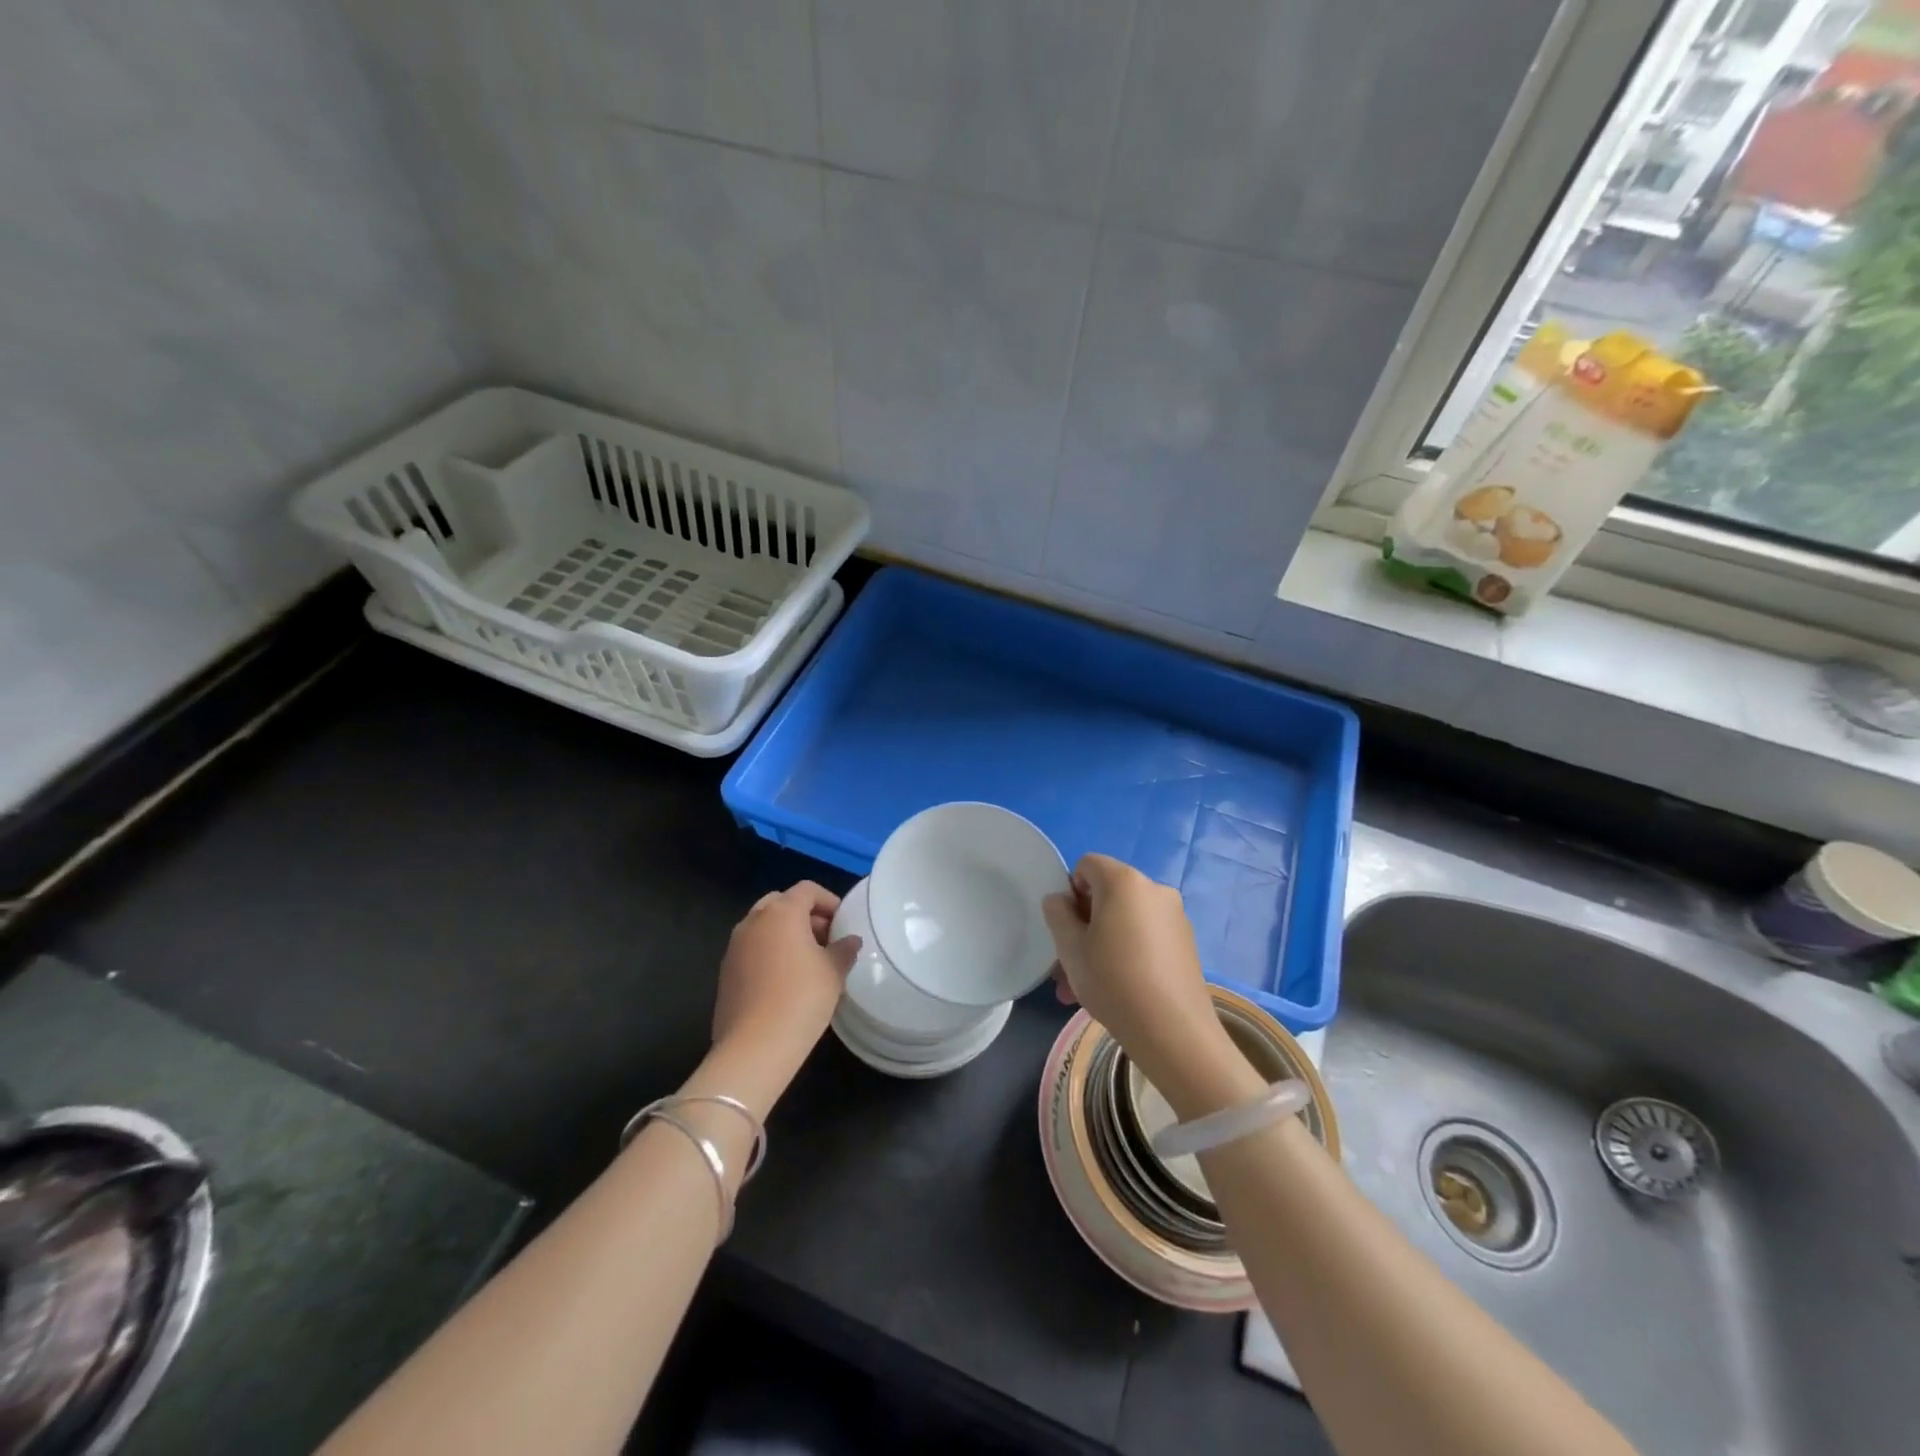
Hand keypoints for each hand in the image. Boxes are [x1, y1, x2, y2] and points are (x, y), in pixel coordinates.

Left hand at [711, 882, 859, 1089]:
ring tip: (807, 961)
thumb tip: (851, 941)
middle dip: (804, 915)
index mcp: (782, 912)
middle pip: (781, 902)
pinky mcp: (725, 971)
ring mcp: (734, 946)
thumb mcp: (834, 972)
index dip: (828, 901)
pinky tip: (785, 980)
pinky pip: (751, 949)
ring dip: (785, 933)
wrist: (754, 1046)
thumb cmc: (802, 998)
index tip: (842, 923)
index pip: (807, 889)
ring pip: (763, 926)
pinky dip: (769, 952)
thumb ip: (844, 950)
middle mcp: (753, 921)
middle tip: (825, 939)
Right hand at [1042, 855, 1227, 1092]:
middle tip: (1067, 967)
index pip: (1087, 865)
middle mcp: (1154, 889)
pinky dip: (1126, 953)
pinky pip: (1145, 937)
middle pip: (1107, 895)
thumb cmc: (1113, 981)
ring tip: (1083, 990)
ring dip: (1100, 946)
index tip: (1066, 929)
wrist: (1173, 1031)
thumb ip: (1057, 914)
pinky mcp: (1186, 943)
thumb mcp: (1070, 948)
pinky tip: (1117, 991)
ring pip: (1124, 921)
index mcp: (1124, 881)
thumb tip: (1060, 900)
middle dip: (1083, 927)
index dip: (1070, 892)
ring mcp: (1174, 916)